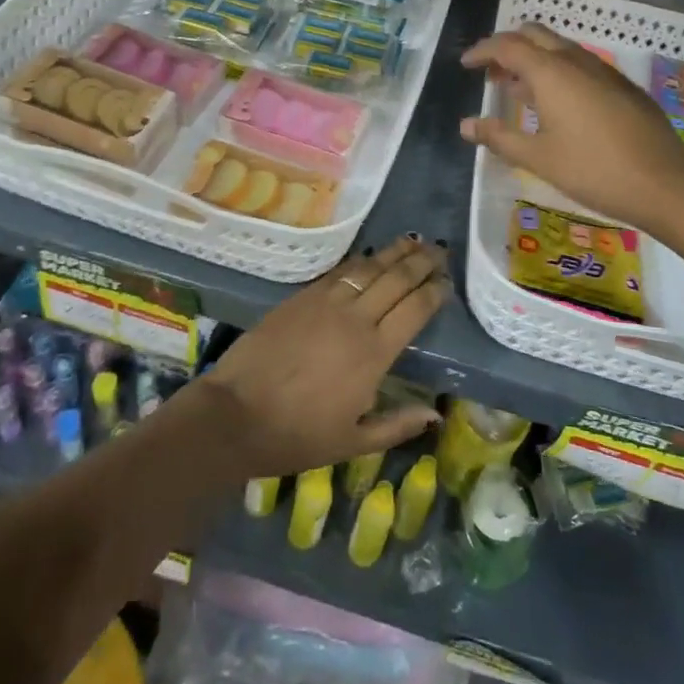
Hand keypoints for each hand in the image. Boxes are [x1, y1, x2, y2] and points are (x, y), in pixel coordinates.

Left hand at [197, 237, 448, 477]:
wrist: (236, 414)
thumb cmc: (297, 435)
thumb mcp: (352, 442)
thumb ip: (396, 425)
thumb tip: (435, 413)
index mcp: (374, 353)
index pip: (414, 310)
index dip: (434, 292)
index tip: (447, 282)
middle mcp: (356, 319)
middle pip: (396, 279)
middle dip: (421, 262)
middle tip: (440, 251)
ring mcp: (326, 302)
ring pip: (369, 267)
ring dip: (394, 253)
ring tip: (413, 241)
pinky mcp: (302, 296)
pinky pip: (340, 271)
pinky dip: (361, 260)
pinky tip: (371, 256)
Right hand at [460, 21, 683, 235]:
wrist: (666, 184)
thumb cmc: (594, 170)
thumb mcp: (539, 158)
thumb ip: (499, 137)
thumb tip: (465, 125)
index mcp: (551, 72)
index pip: (507, 45)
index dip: (482, 51)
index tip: (465, 64)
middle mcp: (576, 61)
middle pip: (534, 35)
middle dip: (507, 47)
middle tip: (491, 73)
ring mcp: (603, 71)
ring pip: (559, 48)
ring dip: (533, 59)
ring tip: (517, 90)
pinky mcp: (622, 86)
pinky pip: (579, 65)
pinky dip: (557, 72)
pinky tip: (556, 106)